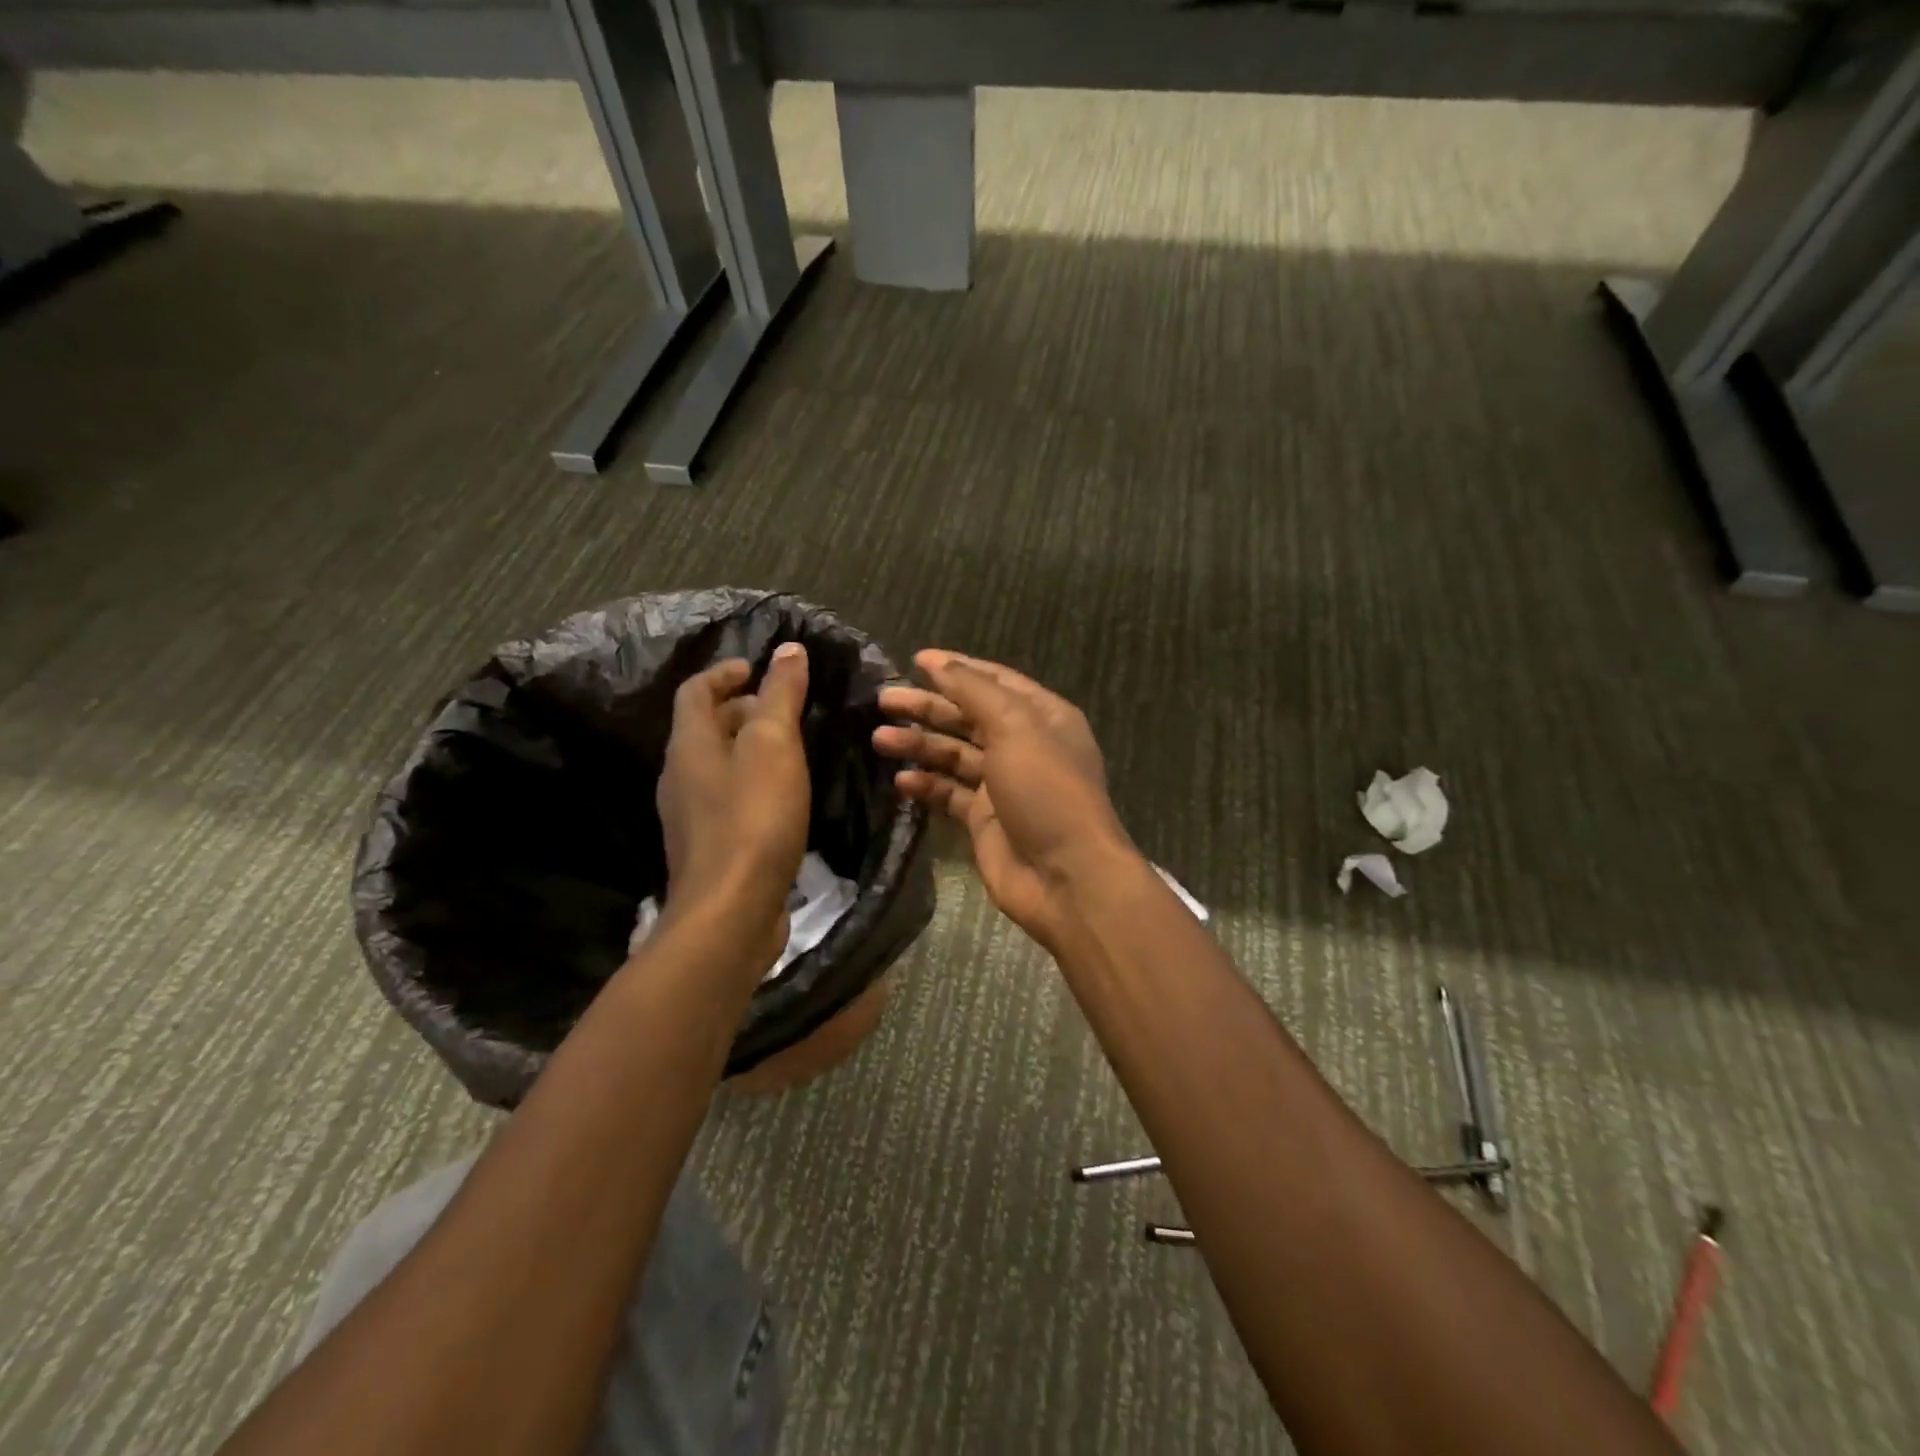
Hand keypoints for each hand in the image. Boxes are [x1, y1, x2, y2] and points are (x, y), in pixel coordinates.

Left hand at [656, 645, 811, 969]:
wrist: (731, 911)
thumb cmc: (753, 818)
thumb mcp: (774, 746)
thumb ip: (780, 696)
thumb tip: (787, 649)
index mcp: (689, 745)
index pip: (695, 691)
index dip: (724, 673)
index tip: (757, 669)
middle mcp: (680, 776)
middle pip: (704, 728)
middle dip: (741, 710)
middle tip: (784, 709)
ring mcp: (690, 817)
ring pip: (717, 766)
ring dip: (748, 749)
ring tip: (790, 750)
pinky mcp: (709, 848)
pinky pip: (727, 799)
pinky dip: (751, 784)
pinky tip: (782, 798)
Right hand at [874, 650, 1136, 951]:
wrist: (1065, 876)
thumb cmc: (1046, 790)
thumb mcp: (1015, 727)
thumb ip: (973, 691)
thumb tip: (936, 661)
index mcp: (1041, 716)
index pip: (993, 681)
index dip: (956, 668)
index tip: (914, 660)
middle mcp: (1023, 745)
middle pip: (968, 717)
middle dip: (927, 707)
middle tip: (883, 700)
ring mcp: (1003, 785)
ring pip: (954, 755)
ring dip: (920, 745)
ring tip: (879, 738)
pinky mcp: (984, 820)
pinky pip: (949, 794)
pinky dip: (926, 786)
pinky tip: (901, 782)